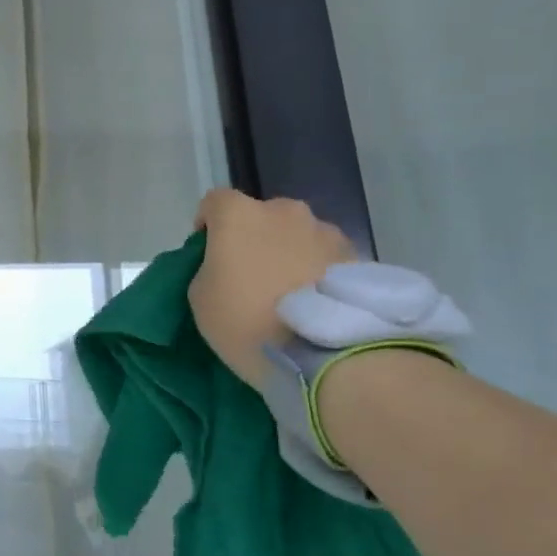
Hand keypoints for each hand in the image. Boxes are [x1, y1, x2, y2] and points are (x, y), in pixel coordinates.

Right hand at [189, 190, 355, 390]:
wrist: (324, 354)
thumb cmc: (246, 321)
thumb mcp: (200, 298)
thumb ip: (208, 268)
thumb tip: (226, 265)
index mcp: (239, 215)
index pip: (215, 201)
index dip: (208, 224)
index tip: (208, 254)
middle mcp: (284, 211)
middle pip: (261, 216)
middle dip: (253, 238)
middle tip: (250, 276)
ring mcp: (325, 231)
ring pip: (296, 235)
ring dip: (287, 254)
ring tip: (288, 294)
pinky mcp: (356, 256)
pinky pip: (324, 257)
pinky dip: (315, 271)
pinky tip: (313, 303)